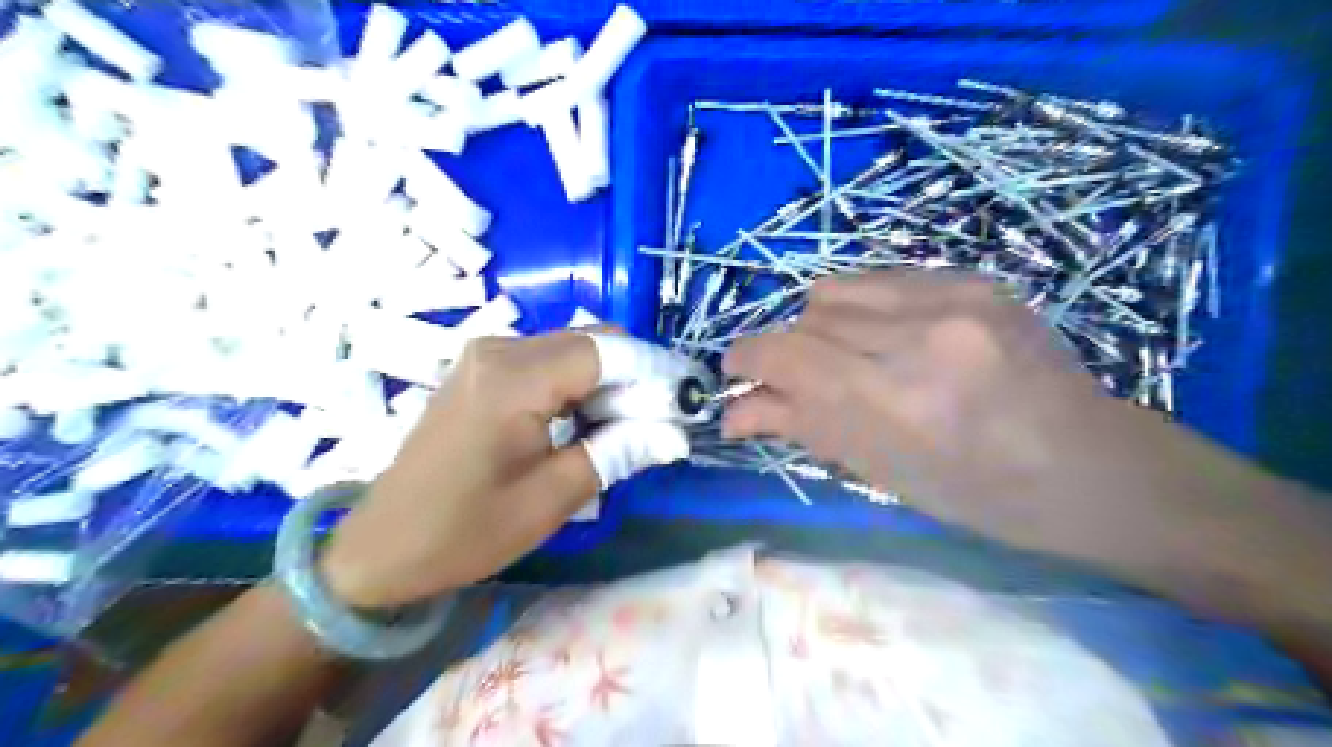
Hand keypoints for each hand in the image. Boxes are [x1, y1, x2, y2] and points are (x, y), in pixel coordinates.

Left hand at [319, 330, 685, 608]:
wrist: (383, 547)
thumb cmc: (467, 530)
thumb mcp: (553, 497)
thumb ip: (620, 451)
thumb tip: (676, 432)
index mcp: (514, 377)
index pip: (607, 352)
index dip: (655, 372)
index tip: (690, 399)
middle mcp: (500, 348)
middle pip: (593, 342)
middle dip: (637, 376)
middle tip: (666, 420)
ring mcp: (487, 355)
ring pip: (574, 349)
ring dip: (611, 381)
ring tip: (635, 425)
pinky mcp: (482, 370)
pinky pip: (549, 362)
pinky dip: (581, 385)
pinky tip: (592, 420)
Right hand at [725, 272, 1202, 564]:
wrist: (1092, 466)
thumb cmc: (980, 496)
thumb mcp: (882, 474)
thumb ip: (801, 428)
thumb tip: (733, 412)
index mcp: (897, 401)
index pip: (786, 354)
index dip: (746, 359)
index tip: (737, 373)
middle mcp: (920, 334)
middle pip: (806, 317)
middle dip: (787, 352)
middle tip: (802, 382)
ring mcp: (953, 296)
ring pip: (835, 289)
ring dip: (821, 325)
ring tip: (849, 357)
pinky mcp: (973, 278)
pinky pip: (880, 279)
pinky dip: (861, 308)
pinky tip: (889, 338)